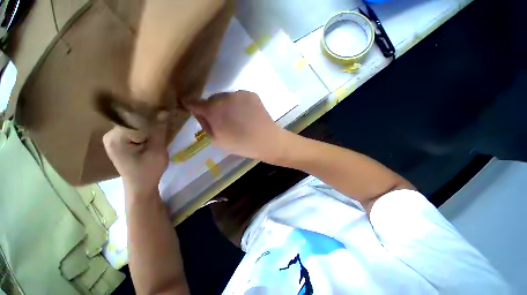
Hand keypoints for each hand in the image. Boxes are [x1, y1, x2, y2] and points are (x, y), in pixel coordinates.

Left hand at [103, 114, 168, 198]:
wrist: (140, 187)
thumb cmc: (149, 171)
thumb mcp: (157, 151)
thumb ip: (159, 130)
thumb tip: (163, 111)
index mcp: (116, 138)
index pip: (134, 117)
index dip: (151, 113)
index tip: (165, 112)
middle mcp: (109, 135)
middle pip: (132, 119)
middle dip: (149, 119)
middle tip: (165, 119)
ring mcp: (111, 138)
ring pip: (132, 124)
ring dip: (146, 124)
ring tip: (160, 124)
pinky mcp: (117, 142)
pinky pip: (131, 130)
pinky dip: (142, 129)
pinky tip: (152, 132)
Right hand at [185, 91, 288, 161]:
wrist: (266, 140)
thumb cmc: (241, 144)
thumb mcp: (217, 141)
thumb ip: (206, 125)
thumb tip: (200, 114)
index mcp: (213, 110)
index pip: (194, 102)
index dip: (191, 106)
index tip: (191, 107)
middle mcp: (224, 97)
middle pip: (212, 100)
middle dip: (213, 108)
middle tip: (224, 120)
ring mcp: (239, 93)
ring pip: (226, 98)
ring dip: (227, 105)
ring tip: (238, 118)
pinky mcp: (251, 94)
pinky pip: (239, 98)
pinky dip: (240, 104)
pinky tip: (247, 115)